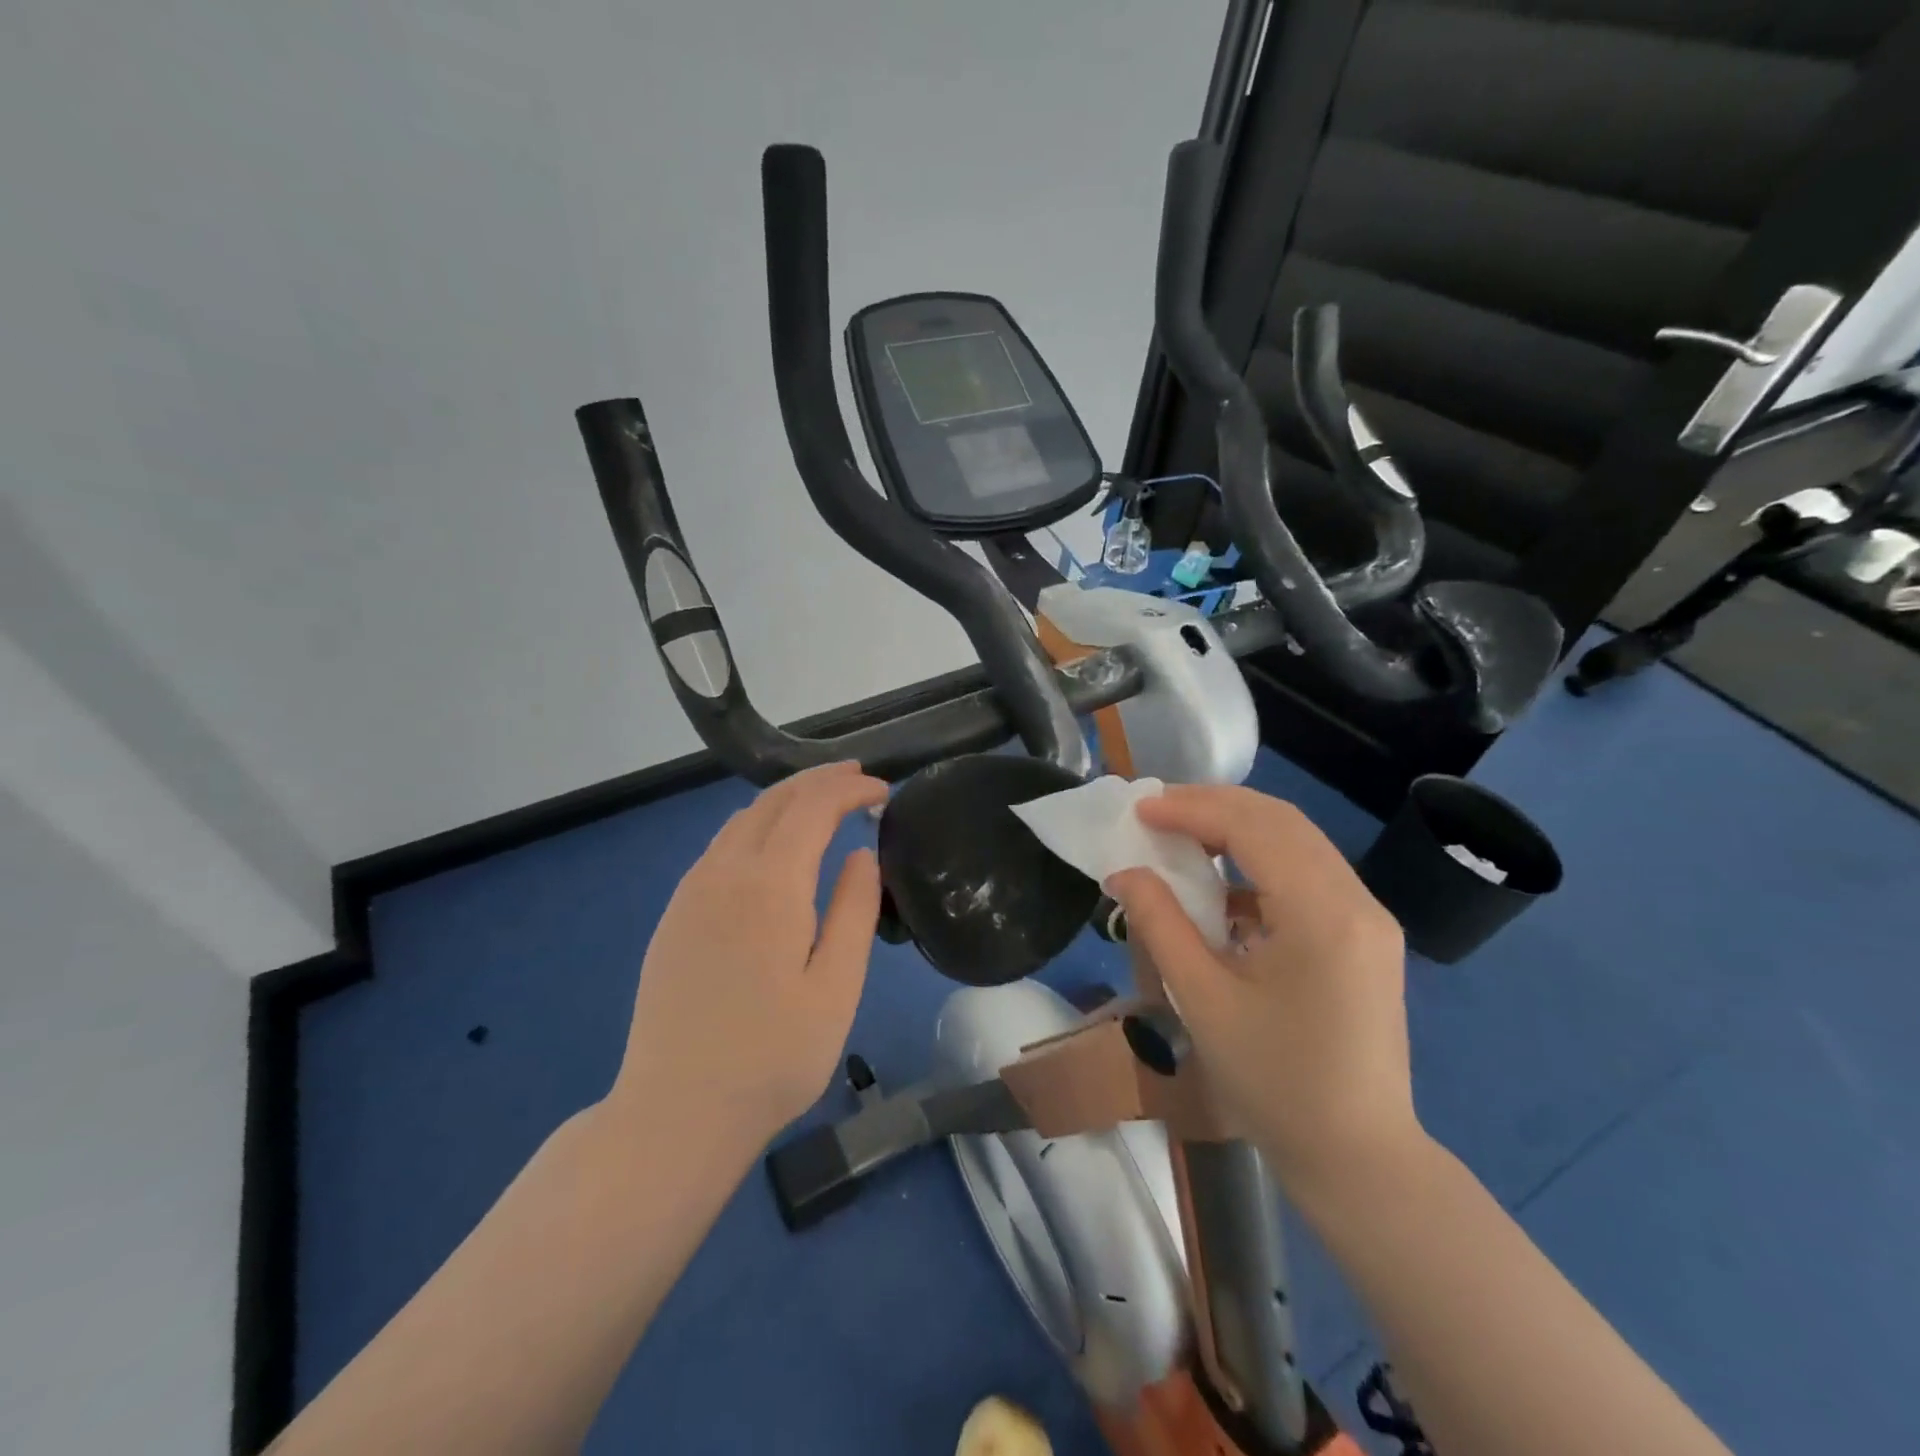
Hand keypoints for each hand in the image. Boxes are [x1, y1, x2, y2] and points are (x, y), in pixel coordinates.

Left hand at [611, 762, 888, 1153]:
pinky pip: (719, 847)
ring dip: (785, 800)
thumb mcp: (836, 987)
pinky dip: (755, 826)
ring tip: (822, 803)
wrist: (676, 1111)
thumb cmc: (772, 1056)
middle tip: (858, 778)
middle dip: (818, 780)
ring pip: (741, 820)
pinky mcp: (675, 916)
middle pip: (773, 801)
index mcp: (769, 885)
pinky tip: (772, 847)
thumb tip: (860, 853)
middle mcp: (724, 873)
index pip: (812, 808)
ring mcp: (691, 893)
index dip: (850, 789)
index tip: (883, 791)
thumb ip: (854, 910)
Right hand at [1107, 785, 1422, 1200]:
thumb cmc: (1275, 1083)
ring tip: (1181, 833)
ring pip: (1298, 843)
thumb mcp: (1203, 999)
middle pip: (1282, 822)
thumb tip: (1124, 873)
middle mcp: (1357, 901)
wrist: (1358, 1158)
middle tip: (1157, 810)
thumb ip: (1160, 923)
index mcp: (1323, 913)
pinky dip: (1260, 864)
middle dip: (1214, 805)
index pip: (1254, 828)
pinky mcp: (1365, 937)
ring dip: (1238, 829)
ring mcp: (1369, 918)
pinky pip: (1309, 875)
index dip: (1192, 809)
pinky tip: (1222, 885)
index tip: (1140, 809)